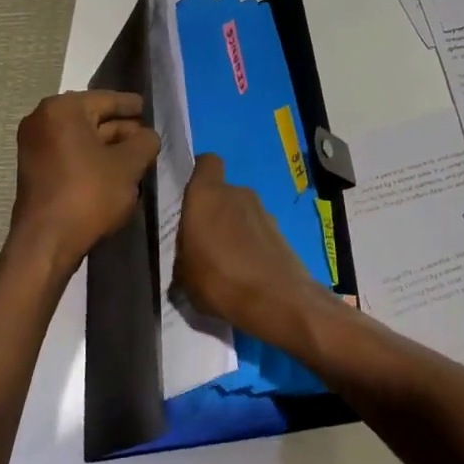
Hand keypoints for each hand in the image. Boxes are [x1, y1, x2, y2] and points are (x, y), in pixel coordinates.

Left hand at [10, 91, 160, 269]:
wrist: (47, 242)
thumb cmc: (89, 194)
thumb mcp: (129, 165)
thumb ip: (145, 143)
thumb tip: (148, 135)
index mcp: (63, 109)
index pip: (106, 99)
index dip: (131, 104)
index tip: (147, 106)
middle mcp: (42, 120)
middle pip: (92, 117)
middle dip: (121, 128)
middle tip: (147, 135)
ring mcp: (35, 146)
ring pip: (81, 138)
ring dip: (108, 146)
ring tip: (137, 154)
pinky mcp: (36, 170)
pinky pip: (70, 154)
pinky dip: (92, 158)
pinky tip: (115, 170)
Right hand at [175, 154, 330, 349]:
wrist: (278, 301)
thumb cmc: (219, 280)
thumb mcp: (183, 276)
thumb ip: (182, 256)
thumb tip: (186, 258)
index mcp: (207, 194)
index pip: (206, 162)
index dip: (198, 173)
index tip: (188, 197)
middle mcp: (237, 193)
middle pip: (222, 192)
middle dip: (213, 212)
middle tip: (202, 242)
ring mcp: (264, 211)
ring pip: (241, 213)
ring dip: (233, 230)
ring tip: (225, 263)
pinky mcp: (282, 232)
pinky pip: (258, 232)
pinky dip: (251, 245)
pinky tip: (245, 273)